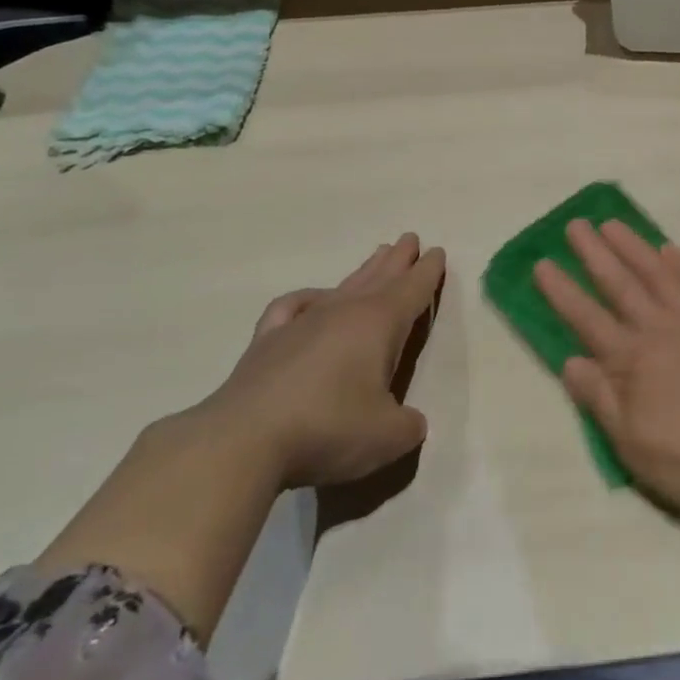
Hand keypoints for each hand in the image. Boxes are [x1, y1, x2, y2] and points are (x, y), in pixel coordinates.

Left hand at [205, 234, 445, 489]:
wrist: (243, 441)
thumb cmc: (328, 428)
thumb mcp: (387, 437)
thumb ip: (408, 426)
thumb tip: (411, 423)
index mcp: (379, 324)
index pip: (412, 290)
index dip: (428, 272)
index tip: (437, 251)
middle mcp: (344, 312)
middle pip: (379, 278)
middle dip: (398, 260)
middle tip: (409, 239)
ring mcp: (302, 323)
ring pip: (343, 286)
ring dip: (364, 271)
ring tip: (377, 256)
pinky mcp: (267, 341)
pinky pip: (293, 306)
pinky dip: (307, 298)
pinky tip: (313, 300)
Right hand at [535, 219, 679, 520]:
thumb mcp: (632, 445)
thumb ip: (600, 398)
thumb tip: (570, 360)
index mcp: (632, 361)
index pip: (587, 318)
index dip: (562, 291)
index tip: (542, 263)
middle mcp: (660, 329)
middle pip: (620, 285)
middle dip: (594, 254)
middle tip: (575, 225)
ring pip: (658, 274)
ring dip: (634, 247)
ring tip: (612, 224)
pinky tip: (672, 250)